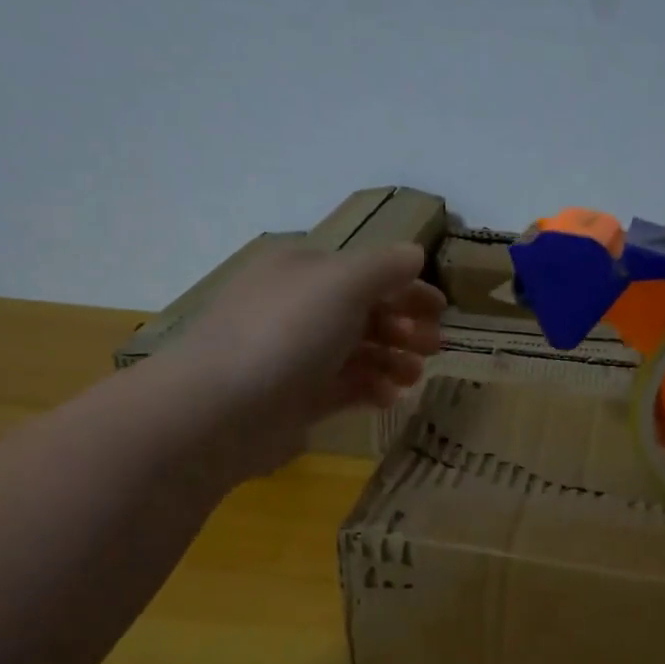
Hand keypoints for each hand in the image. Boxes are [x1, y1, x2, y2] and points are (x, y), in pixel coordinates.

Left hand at [153, 241, 443, 473]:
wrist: (221, 409)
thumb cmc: (286, 334)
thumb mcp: (342, 284)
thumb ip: (384, 268)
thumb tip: (413, 254)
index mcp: (304, 270)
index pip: (366, 272)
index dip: (407, 287)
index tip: (443, 310)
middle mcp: (298, 308)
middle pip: (364, 312)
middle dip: (404, 327)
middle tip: (435, 347)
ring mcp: (295, 355)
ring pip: (356, 352)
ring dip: (392, 360)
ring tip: (414, 377)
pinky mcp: (295, 398)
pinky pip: (343, 388)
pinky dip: (369, 389)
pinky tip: (388, 399)